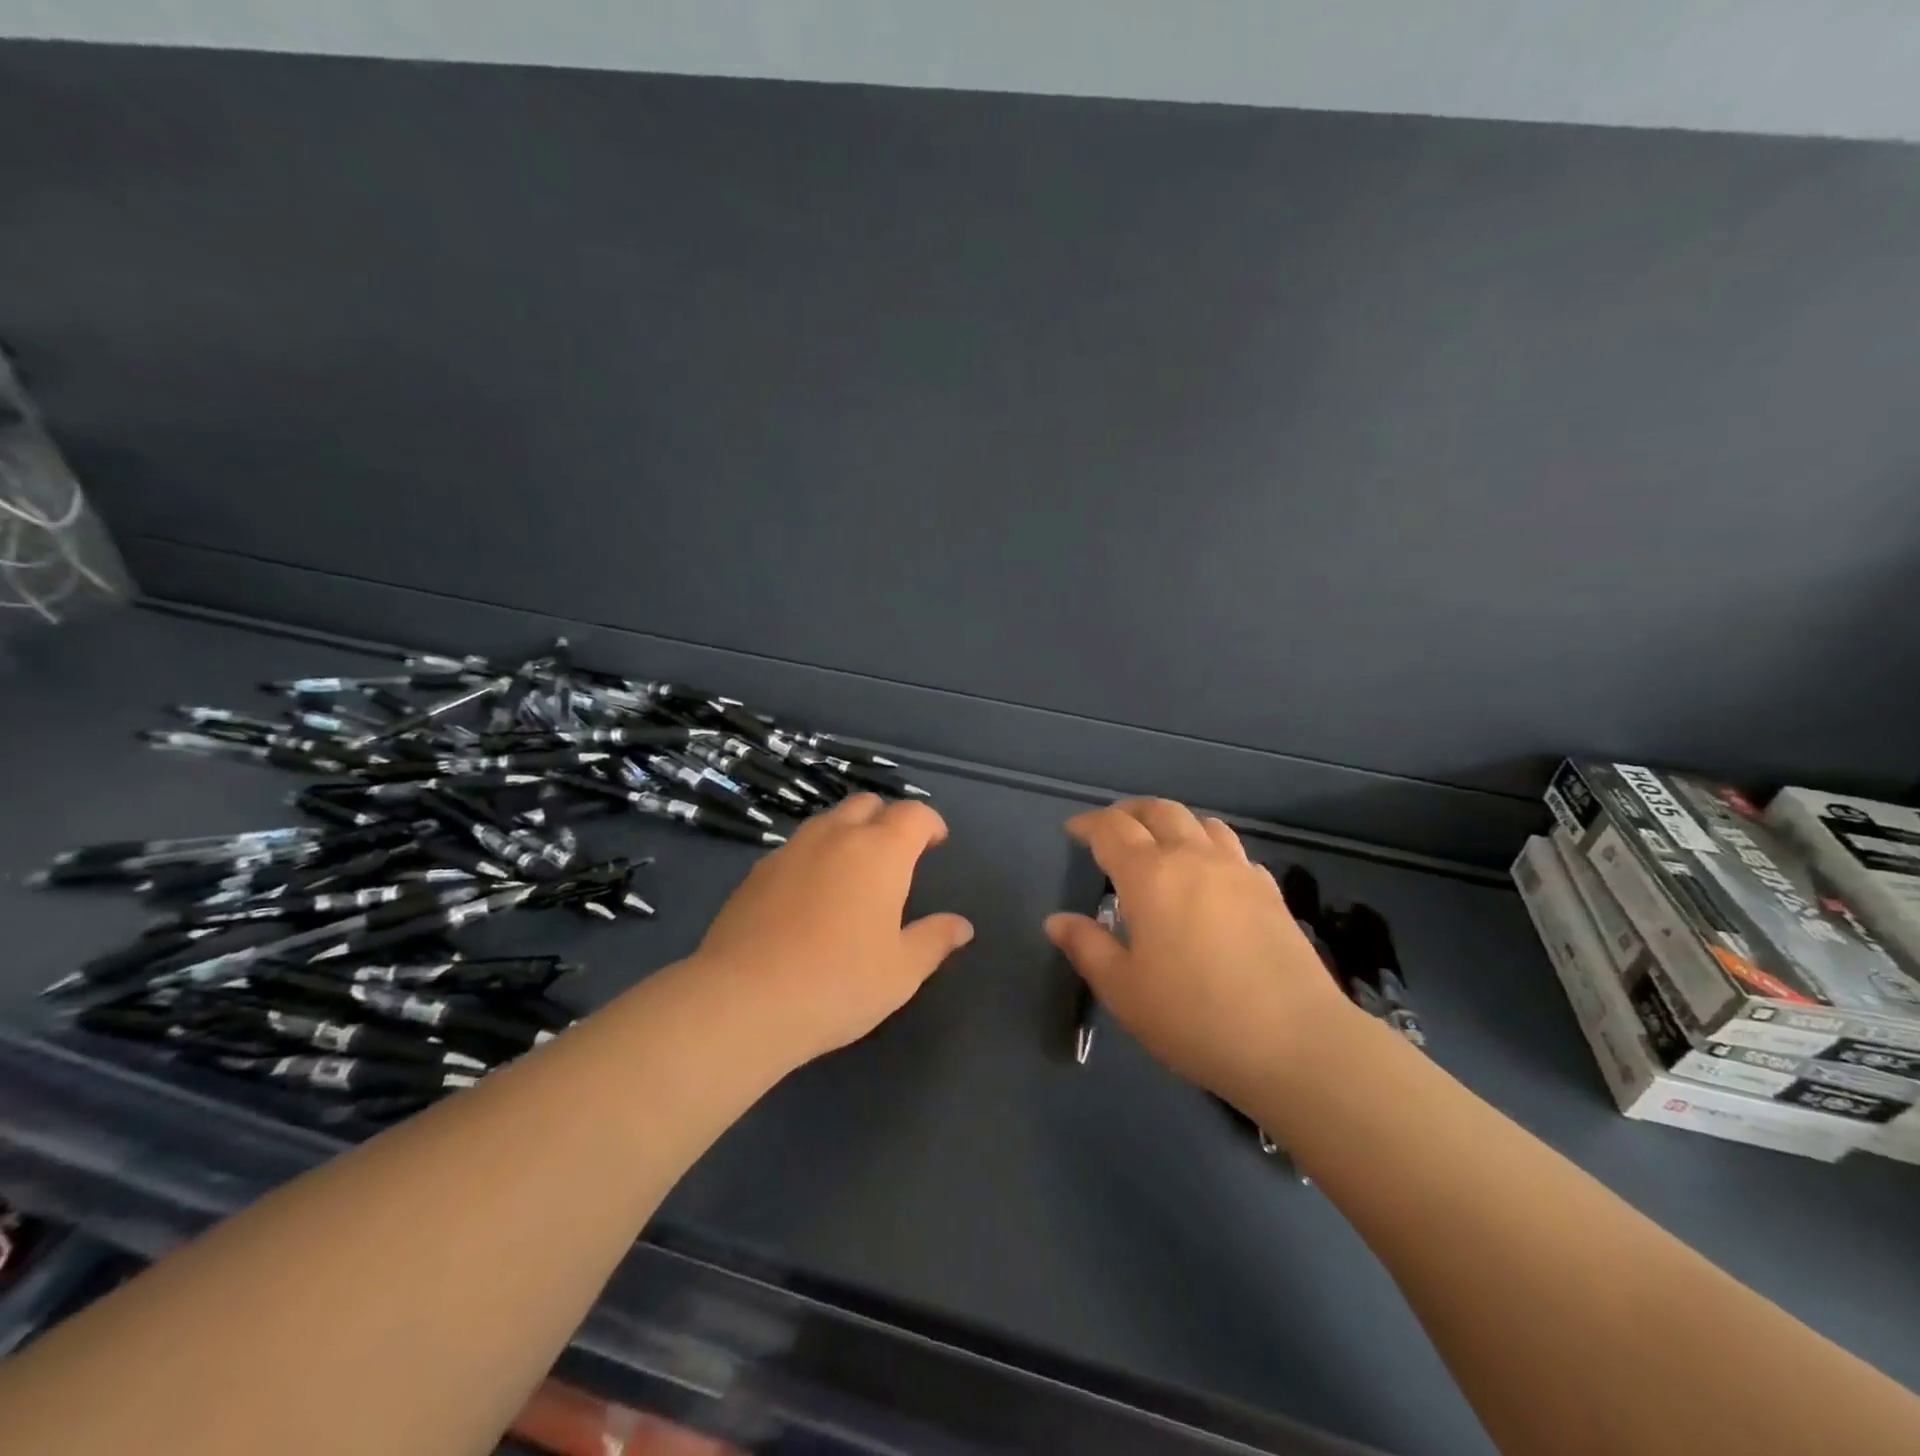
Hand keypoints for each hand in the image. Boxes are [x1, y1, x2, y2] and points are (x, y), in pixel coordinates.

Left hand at [694, 793, 972, 1062]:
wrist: (743, 1000)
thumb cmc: (838, 983)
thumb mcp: (901, 971)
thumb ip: (934, 940)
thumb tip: (962, 926)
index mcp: (880, 852)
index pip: (913, 814)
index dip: (930, 823)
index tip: (936, 842)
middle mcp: (836, 836)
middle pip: (867, 804)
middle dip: (888, 819)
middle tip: (897, 853)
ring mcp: (791, 849)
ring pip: (828, 821)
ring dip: (849, 832)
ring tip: (854, 870)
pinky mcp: (756, 871)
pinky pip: (797, 847)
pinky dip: (815, 855)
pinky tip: (811, 894)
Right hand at [1044, 799, 1357, 1107]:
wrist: (1295, 1043)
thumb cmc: (1194, 1017)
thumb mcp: (1123, 990)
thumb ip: (1087, 947)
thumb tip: (1057, 921)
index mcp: (1150, 875)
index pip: (1111, 828)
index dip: (1088, 823)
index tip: (1073, 830)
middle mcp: (1193, 857)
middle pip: (1159, 811)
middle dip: (1129, 812)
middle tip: (1112, 828)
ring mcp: (1237, 870)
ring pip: (1201, 822)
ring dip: (1172, 822)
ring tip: (1160, 844)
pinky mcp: (1270, 891)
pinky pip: (1233, 850)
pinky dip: (1209, 848)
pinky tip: (1209, 877)